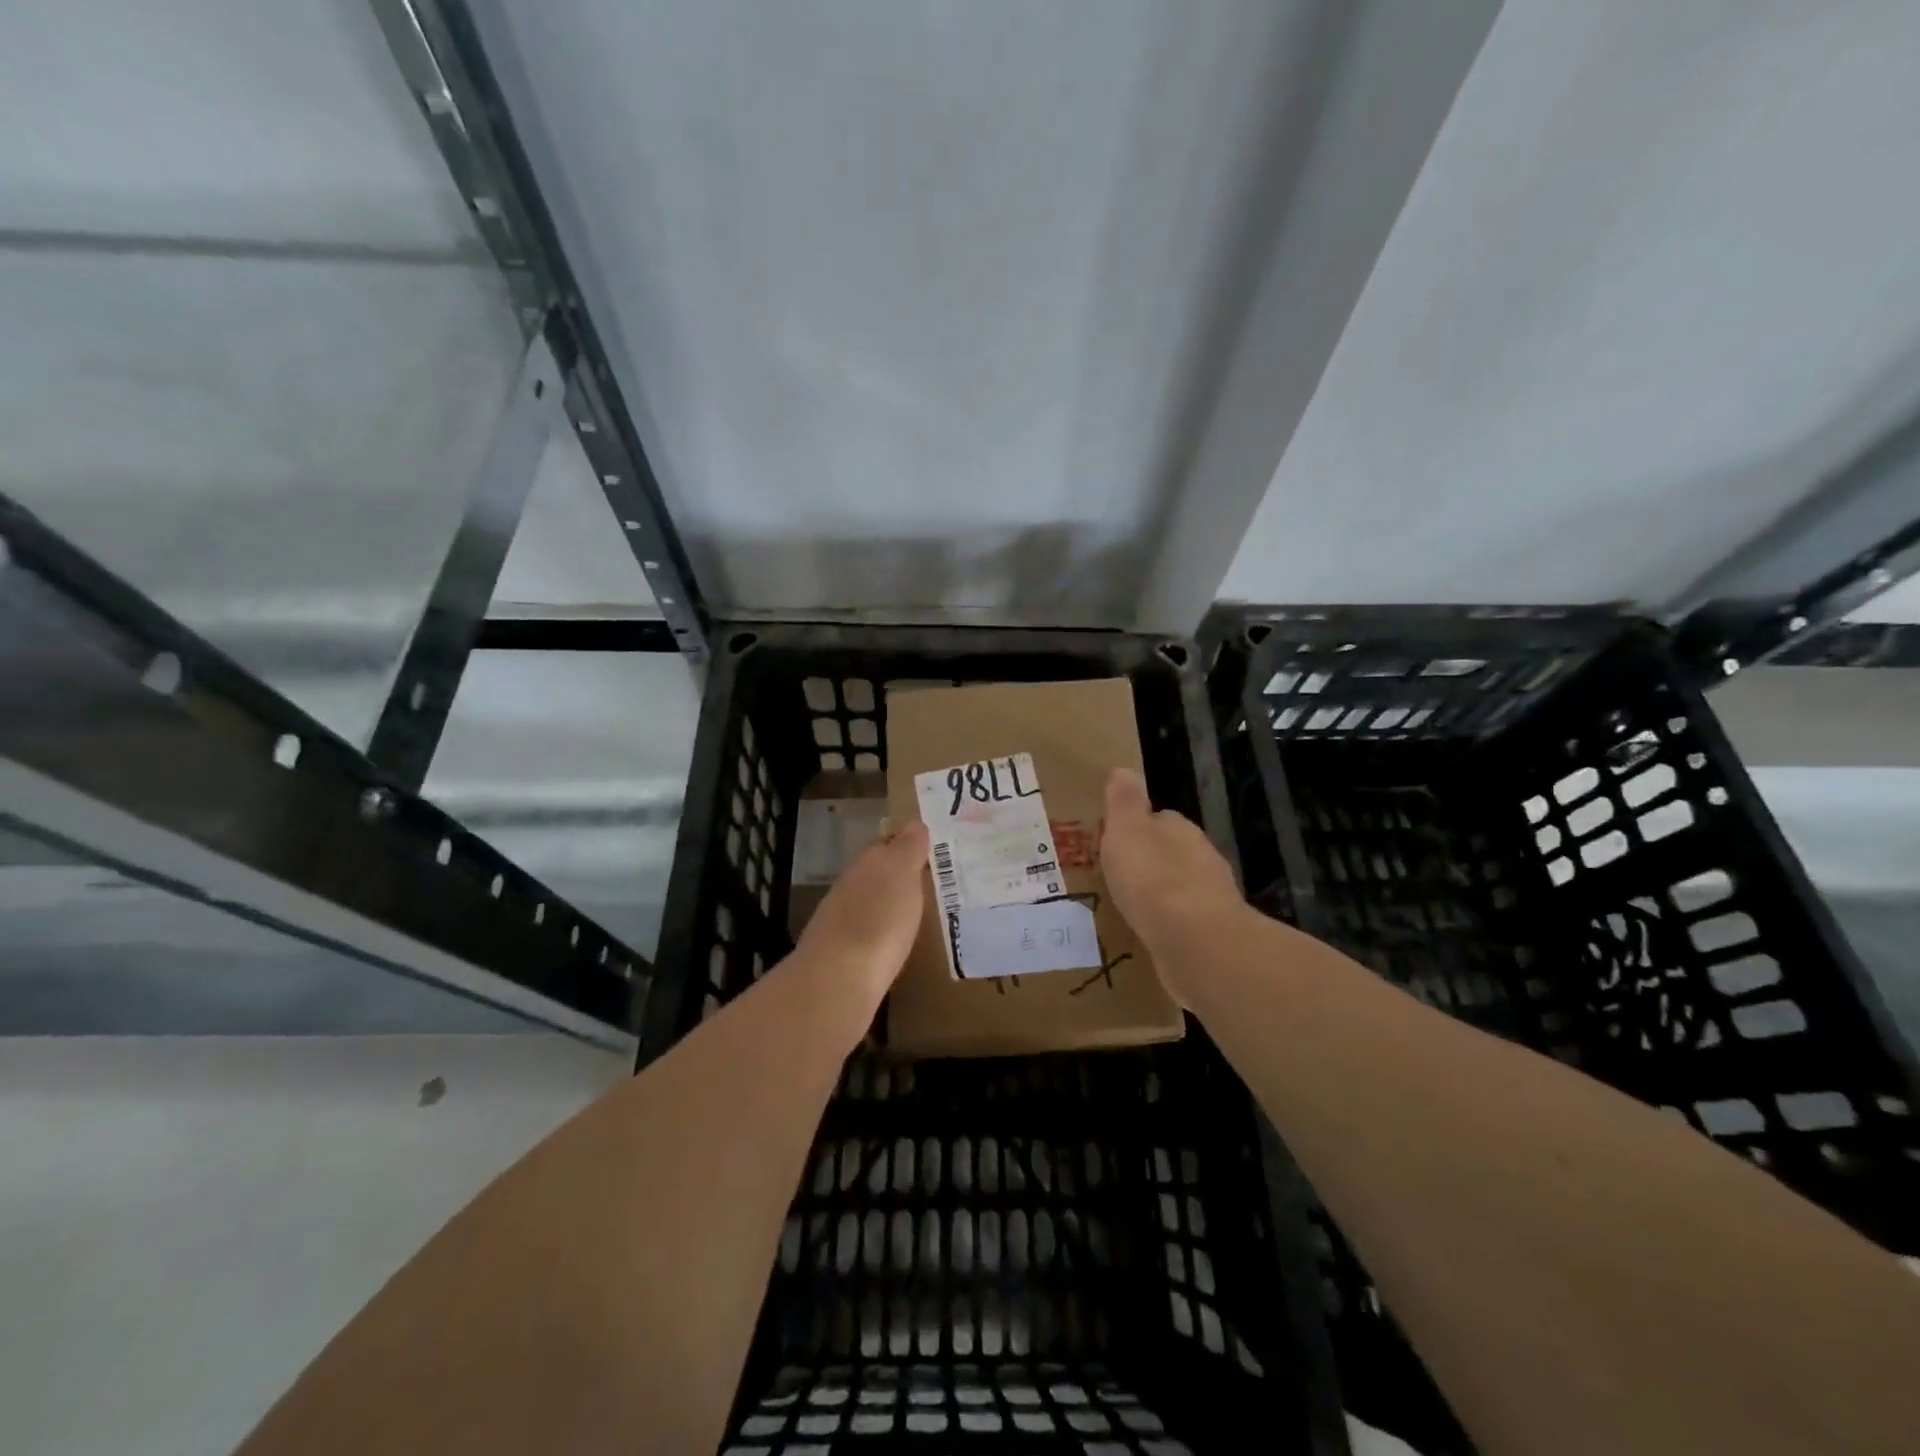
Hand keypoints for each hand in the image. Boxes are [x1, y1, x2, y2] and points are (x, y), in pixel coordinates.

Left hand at [795, 821, 929, 1007]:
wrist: (837, 980)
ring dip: (888, 905)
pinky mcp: (841, 954)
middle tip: (928, 880)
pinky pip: (867, 933)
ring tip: (916, 911)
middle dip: (897, 875)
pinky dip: (881, 932)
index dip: (905, 844)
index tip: (927, 848)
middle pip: (875, 874)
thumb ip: (907, 849)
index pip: (886, 844)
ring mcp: (840, 921)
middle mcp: (849, 887)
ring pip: (869, 903)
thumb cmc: (878, 921)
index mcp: (867, 864)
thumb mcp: (901, 875)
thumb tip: (913, 824)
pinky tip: (894, 942)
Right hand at [1101, 768, 1245, 970]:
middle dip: (1149, 862)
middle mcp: (1201, 858)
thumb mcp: (1127, 830)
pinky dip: (1168, 924)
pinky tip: (1151, 934)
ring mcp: (1210, 898)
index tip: (1115, 842)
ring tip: (1131, 907)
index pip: (1159, 819)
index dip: (1136, 828)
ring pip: (1179, 888)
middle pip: (1171, 852)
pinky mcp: (1210, 935)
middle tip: (1119, 876)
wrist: (1196, 943)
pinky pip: (1183, 922)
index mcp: (1180, 829)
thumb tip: (1124, 771)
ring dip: (1160, 894)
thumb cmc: (1153, 878)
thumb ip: (1125, 802)